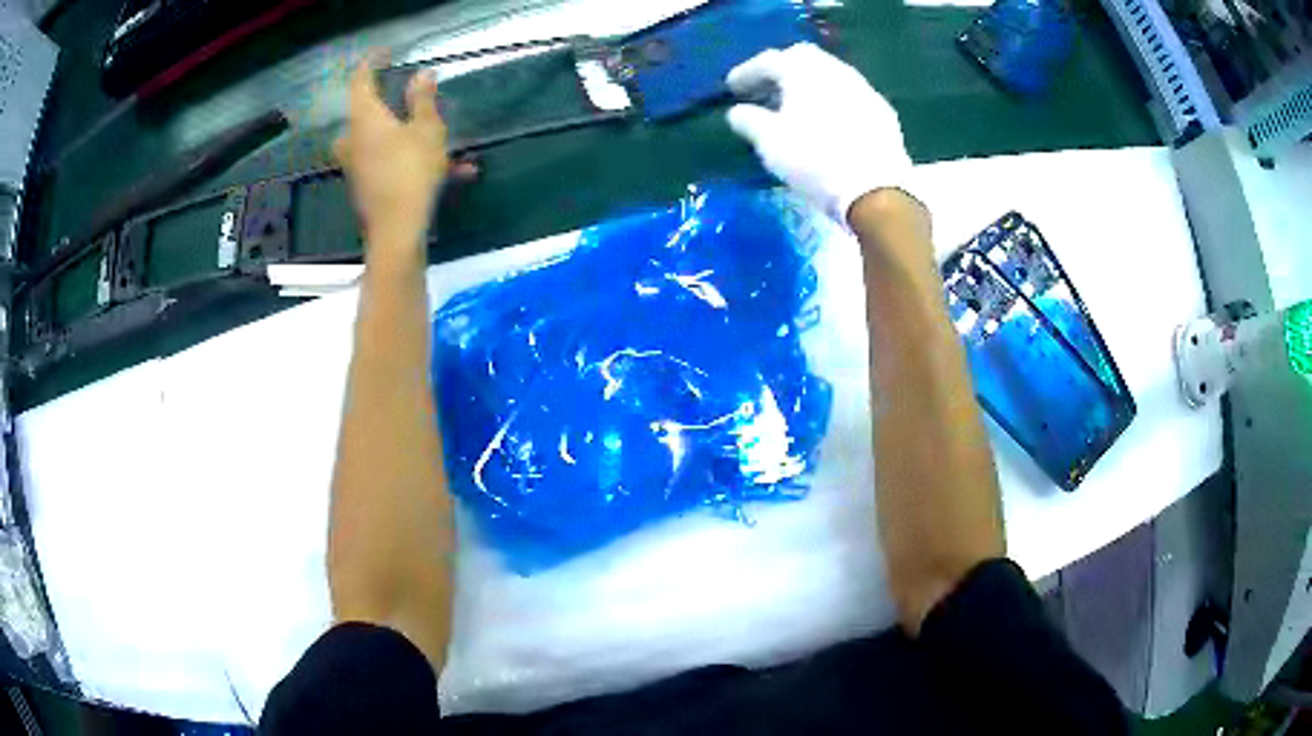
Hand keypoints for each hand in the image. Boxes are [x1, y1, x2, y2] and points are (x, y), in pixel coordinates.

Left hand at [334, 56, 449, 257]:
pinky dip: (415, 161)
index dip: (371, 63)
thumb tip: (422, 74)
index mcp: (365, 118)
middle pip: (364, 113)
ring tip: (441, 140)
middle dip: (386, 103)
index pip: (361, 81)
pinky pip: (391, 164)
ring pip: (381, 140)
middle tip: (407, 97)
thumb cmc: (411, 171)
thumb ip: (423, 100)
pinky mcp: (367, 187)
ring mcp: (358, 165)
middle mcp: (354, 139)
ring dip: (408, 135)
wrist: (397, 230)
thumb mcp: (427, 130)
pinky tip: (455, 172)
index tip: (384, 53)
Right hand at [726, 43, 912, 224]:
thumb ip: (748, 120)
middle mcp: (835, 70)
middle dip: (780, 69)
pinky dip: (832, 99)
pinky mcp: (882, 111)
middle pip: (802, 57)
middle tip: (765, 90)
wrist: (876, 190)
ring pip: (830, 73)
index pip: (768, 60)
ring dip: (809, 83)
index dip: (747, 71)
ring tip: (796, 105)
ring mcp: (863, 88)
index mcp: (803, 71)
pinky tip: (828, 119)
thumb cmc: (814, 160)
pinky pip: (850, 94)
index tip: (732, 89)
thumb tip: (737, 112)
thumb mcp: (770, 142)